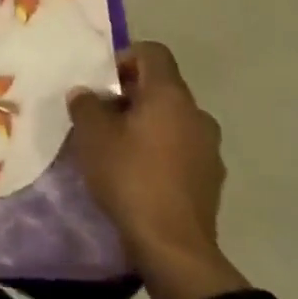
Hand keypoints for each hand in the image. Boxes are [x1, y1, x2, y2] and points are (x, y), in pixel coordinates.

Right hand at [68, 42, 247, 298]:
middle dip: (129, 95)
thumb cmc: (129, 176)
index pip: (153, 53)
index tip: (101, 82)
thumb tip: (86, 94)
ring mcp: (209, 147)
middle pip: (162, 87)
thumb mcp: (92, 135)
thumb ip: (86, 104)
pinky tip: (137, 173)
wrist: (172, 245)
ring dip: (145, 124)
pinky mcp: (211, 178)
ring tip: (116, 146)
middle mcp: (197, 114)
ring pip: (172, 119)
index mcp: (170, 95)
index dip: (124, 58)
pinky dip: (160, 150)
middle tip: (99, 115)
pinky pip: (181, 148)